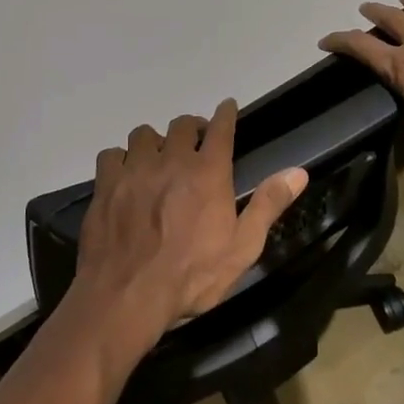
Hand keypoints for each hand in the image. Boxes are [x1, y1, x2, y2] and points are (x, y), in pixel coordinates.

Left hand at [72, 100, 306, 362]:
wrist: (127, 296)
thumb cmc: (192, 276)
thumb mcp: (243, 247)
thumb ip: (269, 205)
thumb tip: (299, 172)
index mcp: (208, 173)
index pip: (220, 128)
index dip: (225, 114)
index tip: (227, 106)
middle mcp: (171, 160)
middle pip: (181, 125)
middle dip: (191, 128)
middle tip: (194, 142)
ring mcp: (134, 170)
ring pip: (143, 134)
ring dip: (155, 141)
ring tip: (158, 158)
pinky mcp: (105, 186)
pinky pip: (111, 155)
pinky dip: (121, 159)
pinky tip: (124, 175)